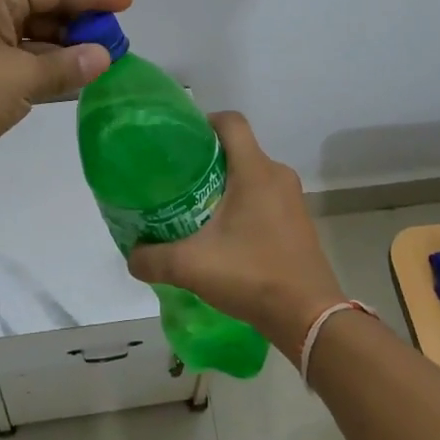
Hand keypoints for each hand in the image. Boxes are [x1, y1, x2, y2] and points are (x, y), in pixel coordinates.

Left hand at [0, 0, 131, 184]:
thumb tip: (104, 57)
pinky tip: (73, 78)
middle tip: (117, 36)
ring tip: (103, 58)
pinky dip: (47, 67)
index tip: (127, 0)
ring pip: (32, 36)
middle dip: (80, 21)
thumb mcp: (23, 77)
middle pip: (42, 8)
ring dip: (65, 47)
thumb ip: (68, 65)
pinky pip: (21, 59)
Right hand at [125, 112, 343, 355]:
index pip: (231, 122)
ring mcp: (292, 199)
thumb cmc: (252, 276)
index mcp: (255, 171)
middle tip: (176, 179)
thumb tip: (131, 254)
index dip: (203, 122)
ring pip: (251, 175)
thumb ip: (152, 258)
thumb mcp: (191, 266)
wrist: (308, 317)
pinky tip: (223, 234)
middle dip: (206, 159)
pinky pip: (265, 198)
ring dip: (225, 185)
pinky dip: (243, 205)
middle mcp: (277, 175)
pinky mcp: (298, 222)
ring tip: (194, 207)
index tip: (178, 141)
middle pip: (238, 149)